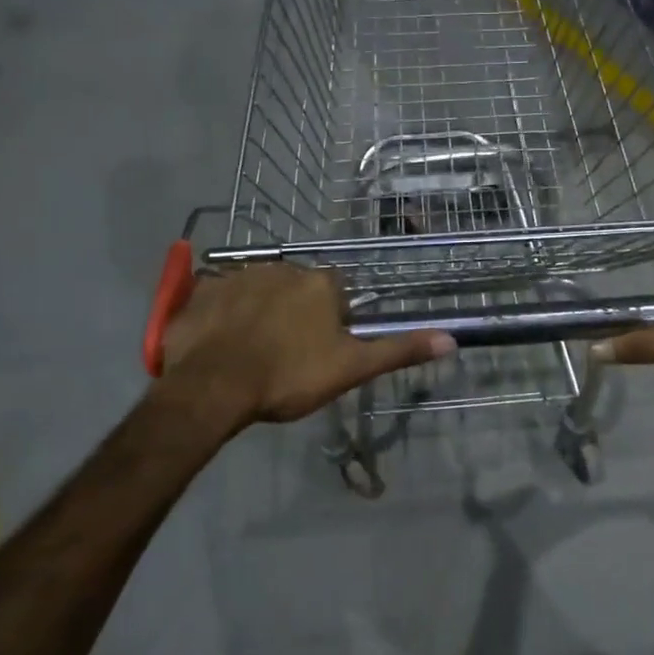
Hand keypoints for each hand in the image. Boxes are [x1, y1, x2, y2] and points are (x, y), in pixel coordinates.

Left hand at [161, 264, 454, 424]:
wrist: (212, 386)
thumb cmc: (289, 377)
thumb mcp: (351, 369)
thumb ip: (399, 351)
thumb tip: (452, 339)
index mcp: (320, 283)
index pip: (335, 294)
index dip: (330, 322)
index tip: (319, 350)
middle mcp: (282, 268)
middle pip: (296, 289)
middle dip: (293, 314)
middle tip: (284, 355)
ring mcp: (237, 275)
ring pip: (257, 291)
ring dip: (257, 313)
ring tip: (249, 352)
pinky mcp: (201, 290)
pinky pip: (218, 298)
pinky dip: (221, 315)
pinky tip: (218, 343)